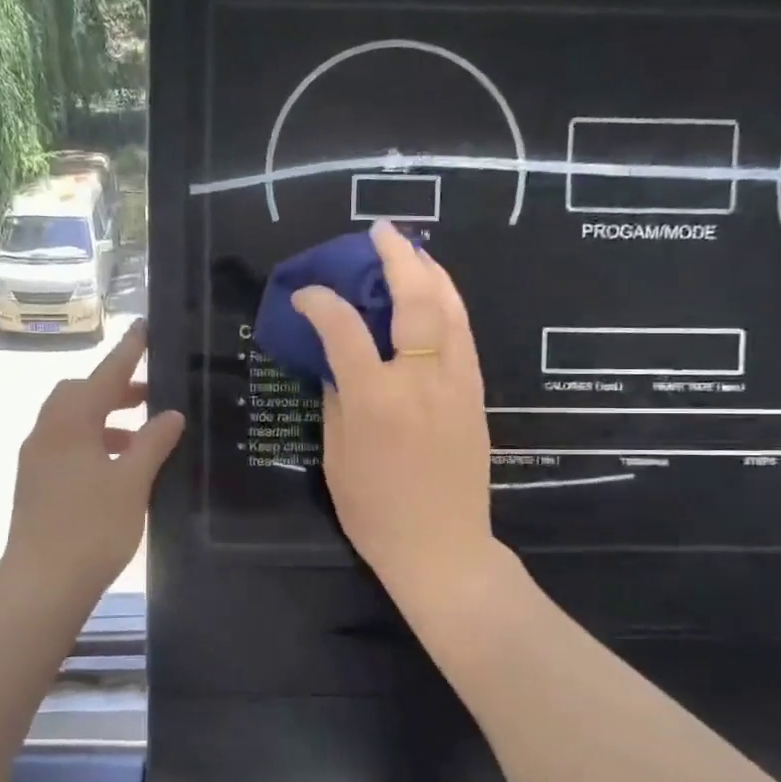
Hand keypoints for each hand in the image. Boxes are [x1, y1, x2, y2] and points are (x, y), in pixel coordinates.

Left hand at [1, 319, 184, 600]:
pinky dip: (92, 442)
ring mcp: (36, 459)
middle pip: (79, 394)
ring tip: (140, 434)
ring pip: (71, 422)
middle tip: (148, 394)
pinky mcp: (35, 483)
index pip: (104, 376)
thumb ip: (152, 443)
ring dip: (104, 418)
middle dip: (113, 388)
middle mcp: (46, 433)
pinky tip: (116, 467)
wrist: (41, 584)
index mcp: (69, 424)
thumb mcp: (132, 482)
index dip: (128, 353)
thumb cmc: (91, 528)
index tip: (144, 329)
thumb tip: (170, 415)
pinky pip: (65, 445)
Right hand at [292, 221, 496, 607]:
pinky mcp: (475, 395)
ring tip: (413, 250)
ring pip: (450, 310)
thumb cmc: (376, 513)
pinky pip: (463, 336)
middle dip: (396, 258)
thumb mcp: (337, 459)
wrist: (442, 548)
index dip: (320, 302)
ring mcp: (456, 385)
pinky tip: (438, 294)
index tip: (305, 294)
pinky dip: (449, 304)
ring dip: (431, 272)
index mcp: (375, 400)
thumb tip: (335, 363)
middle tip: (380, 232)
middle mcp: (419, 381)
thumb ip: (336, 401)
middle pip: (413, 300)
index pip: (343, 330)